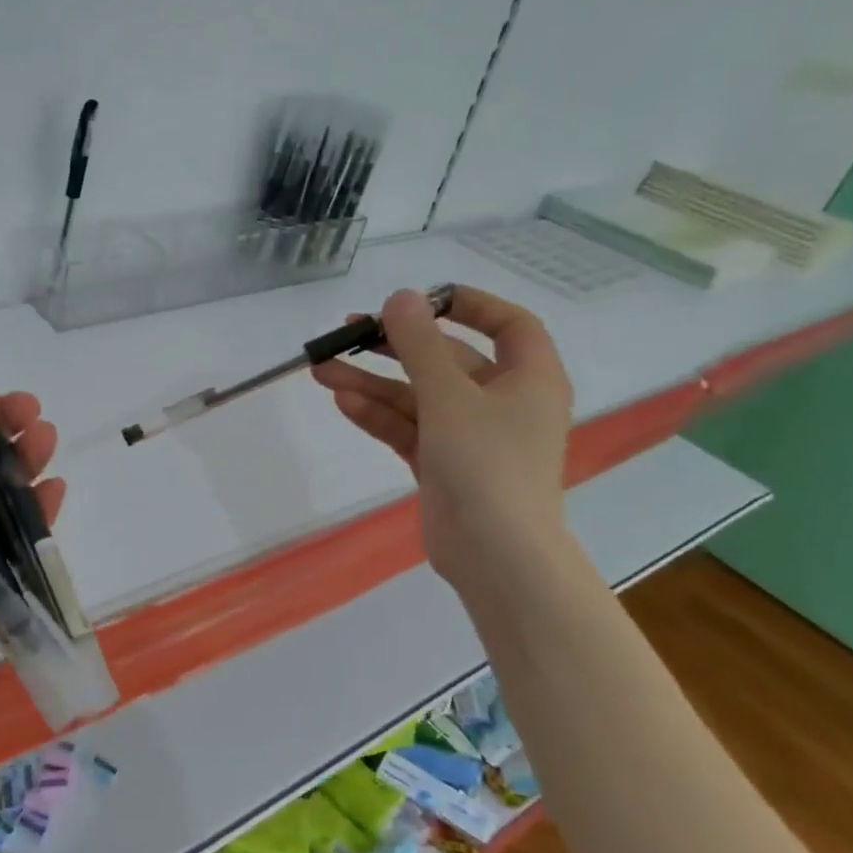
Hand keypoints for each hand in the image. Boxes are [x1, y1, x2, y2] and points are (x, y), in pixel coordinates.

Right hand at [312, 286, 571, 583]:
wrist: (496, 555)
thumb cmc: (487, 464)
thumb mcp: (450, 396)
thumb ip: (420, 345)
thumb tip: (400, 297)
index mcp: (529, 377)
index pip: (509, 324)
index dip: (468, 304)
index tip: (420, 300)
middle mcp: (503, 401)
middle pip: (447, 359)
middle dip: (396, 346)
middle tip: (349, 332)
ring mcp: (471, 436)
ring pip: (418, 396)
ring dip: (373, 383)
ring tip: (322, 370)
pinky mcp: (443, 464)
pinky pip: (409, 428)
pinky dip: (379, 416)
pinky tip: (342, 402)